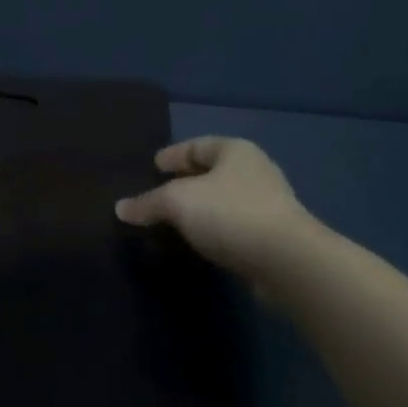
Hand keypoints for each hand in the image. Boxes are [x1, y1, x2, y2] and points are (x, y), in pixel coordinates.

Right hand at [115, 137, 315, 281]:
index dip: (174, 154)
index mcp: (235, 151)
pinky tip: (199, 242)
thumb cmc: (230, 214)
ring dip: (201, 209)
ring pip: (223, 200)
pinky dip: (214, 230)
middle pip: (212, 172)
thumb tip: (120, 208)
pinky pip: (233, 226)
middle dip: (186, 181)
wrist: (286, 261)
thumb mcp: (178, 202)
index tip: (154, 165)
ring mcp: (267, 205)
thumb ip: (148, 203)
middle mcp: (255, 171)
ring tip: (174, 221)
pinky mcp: (272, 237)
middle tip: (159, 194)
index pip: (197, 145)